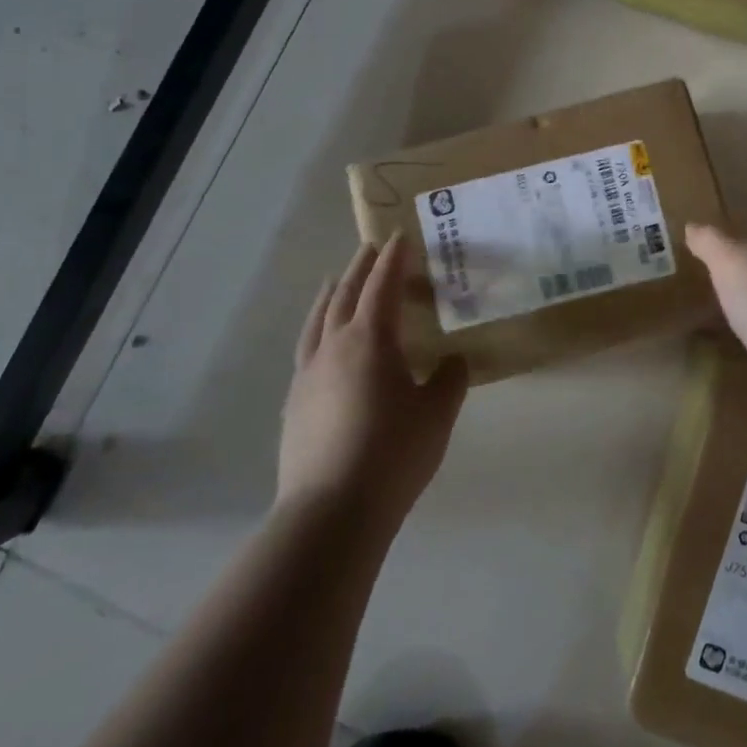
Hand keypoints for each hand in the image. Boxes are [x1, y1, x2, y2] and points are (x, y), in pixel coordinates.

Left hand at [277, 235, 466, 533]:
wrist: (331, 510)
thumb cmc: (393, 454)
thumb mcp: (437, 414)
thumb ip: (449, 380)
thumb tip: (452, 361)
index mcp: (371, 339)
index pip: (382, 285)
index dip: (393, 259)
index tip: (400, 236)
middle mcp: (334, 346)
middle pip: (345, 294)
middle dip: (360, 267)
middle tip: (371, 248)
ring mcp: (308, 374)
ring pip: (318, 319)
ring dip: (331, 293)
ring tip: (335, 280)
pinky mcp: (294, 402)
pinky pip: (306, 348)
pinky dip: (317, 329)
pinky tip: (321, 343)